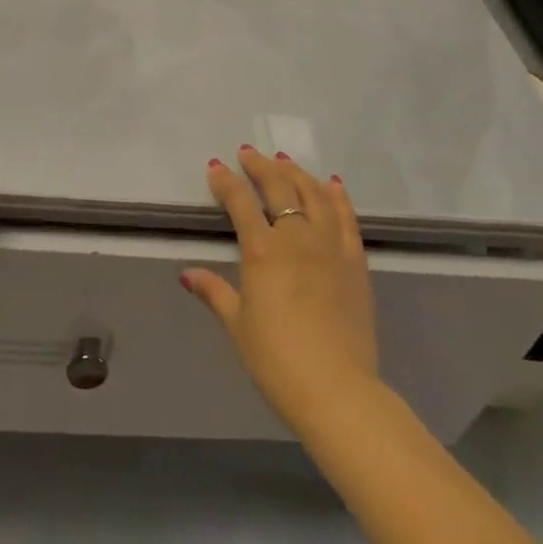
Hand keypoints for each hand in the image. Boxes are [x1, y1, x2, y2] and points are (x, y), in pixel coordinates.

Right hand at [182, 146, 379, 432]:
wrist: (337, 390)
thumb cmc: (277, 361)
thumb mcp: (237, 326)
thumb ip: (214, 293)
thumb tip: (187, 274)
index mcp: (262, 250)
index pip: (240, 201)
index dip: (225, 181)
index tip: (215, 167)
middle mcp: (296, 237)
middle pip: (278, 187)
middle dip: (260, 166)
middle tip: (248, 153)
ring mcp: (329, 245)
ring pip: (313, 194)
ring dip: (296, 172)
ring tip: (284, 161)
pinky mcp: (355, 260)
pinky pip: (346, 218)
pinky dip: (337, 196)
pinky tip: (331, 184)